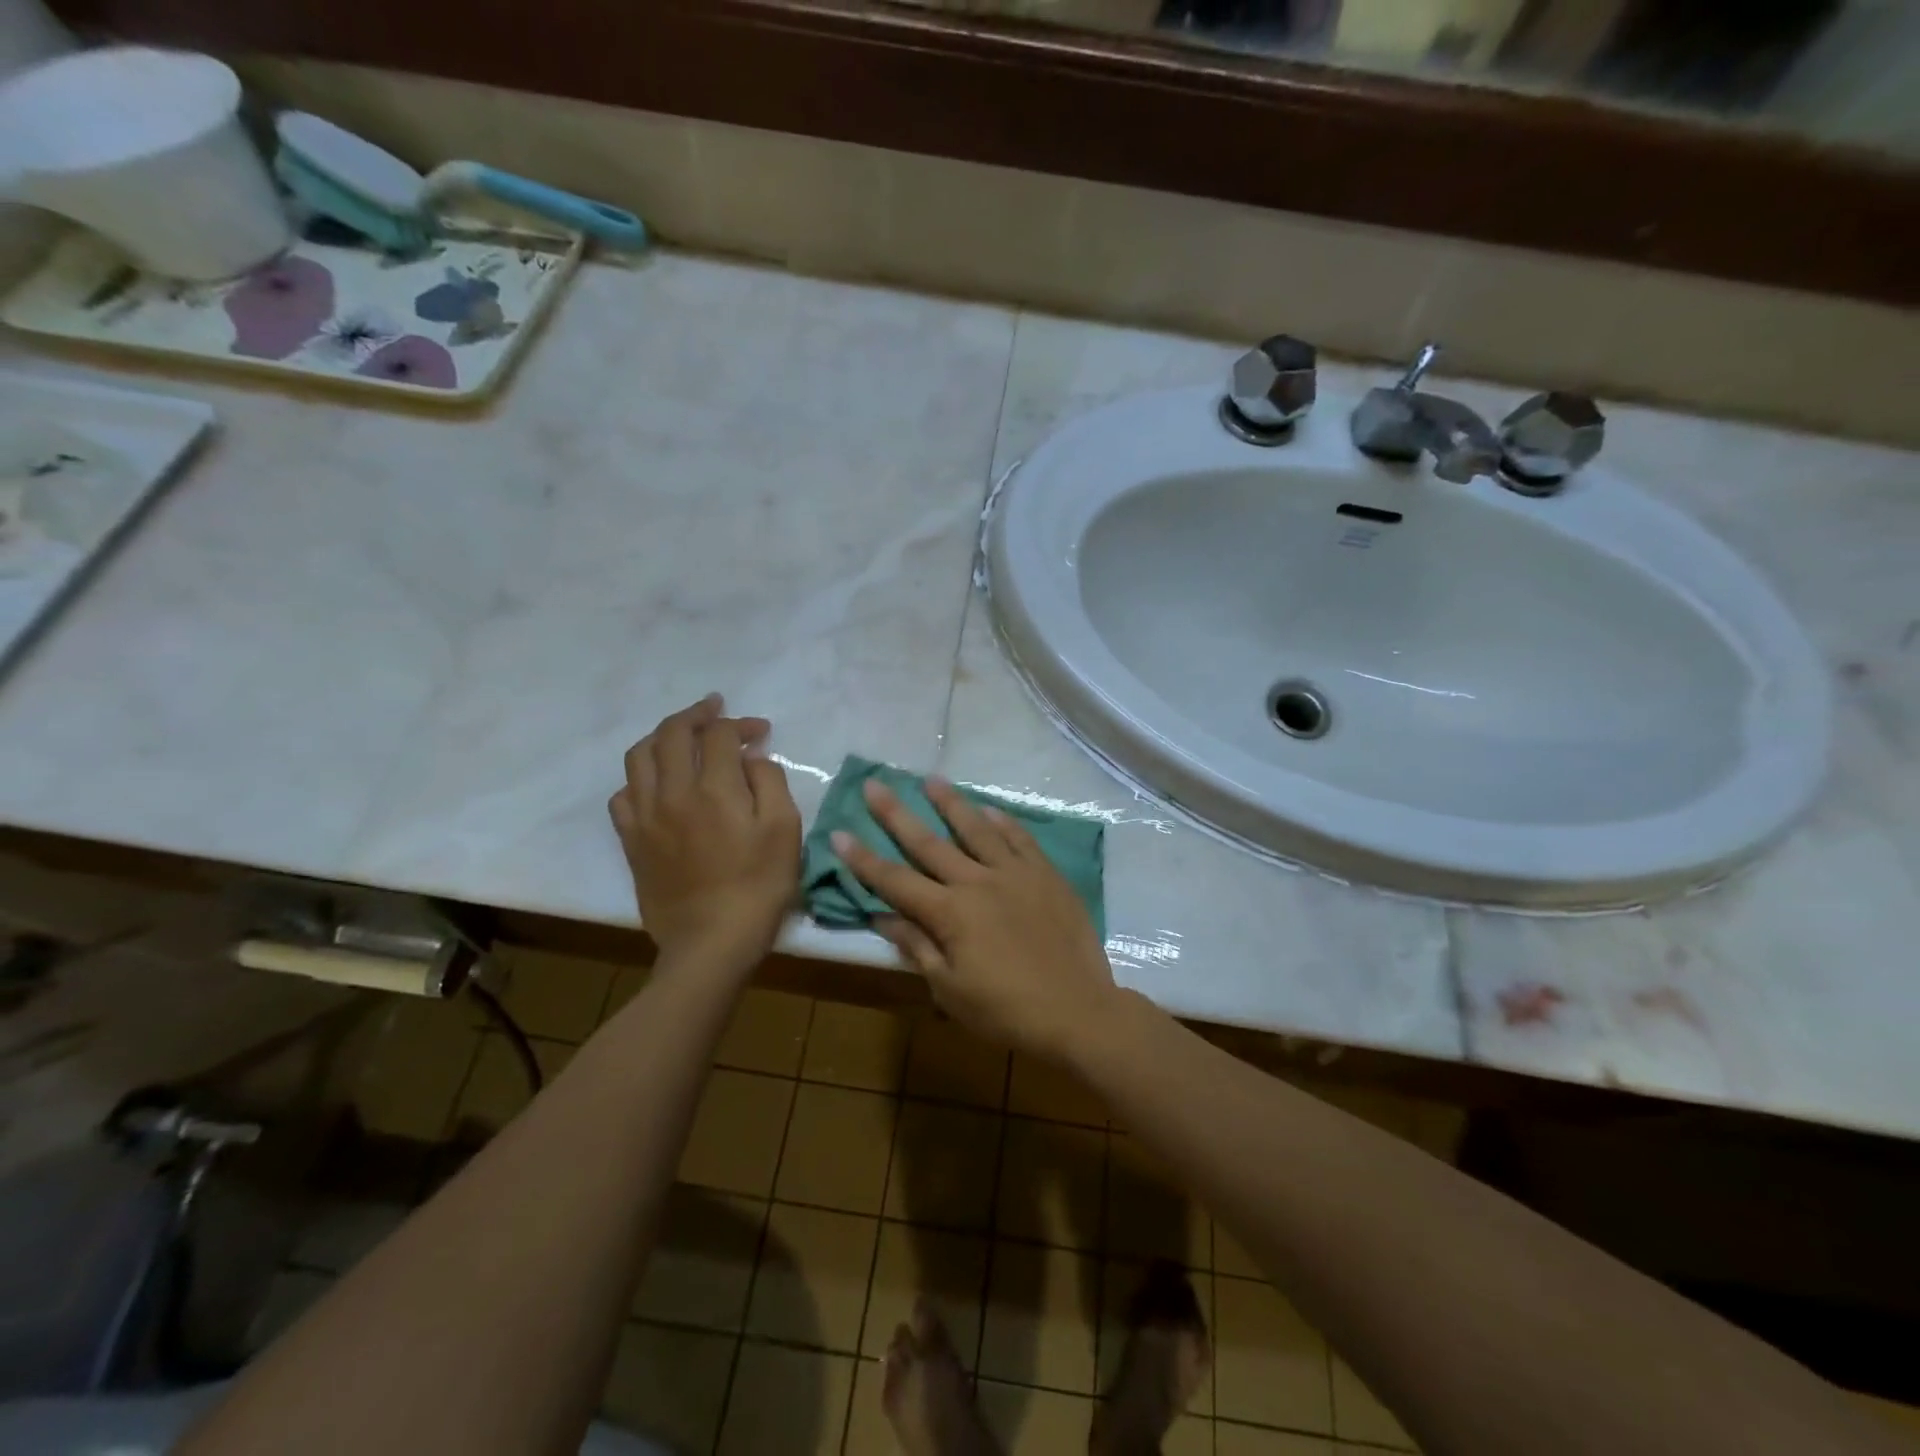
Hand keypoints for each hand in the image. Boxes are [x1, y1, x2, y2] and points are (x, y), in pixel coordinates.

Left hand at [610, 694, 800, 972]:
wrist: (711, 942)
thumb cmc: (759, 887)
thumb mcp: (785, 830)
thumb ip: (770, 782)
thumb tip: (751, 757)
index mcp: (713, 789)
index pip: (719, 734)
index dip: (740, 724)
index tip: (760, 732)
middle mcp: (672, 793)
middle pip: (671, 733)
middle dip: (696, 714)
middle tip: (715, 709)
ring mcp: (645, 817)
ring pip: (638, 756)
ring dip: (661, 736)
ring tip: (681, 735)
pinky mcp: (631, 841)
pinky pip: (623, 794)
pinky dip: (640, 777)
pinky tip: (657, 783)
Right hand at [831, 777, 1117, 1062]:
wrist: (1077, 1011)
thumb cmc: (1006, 1010)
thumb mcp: (950, 989)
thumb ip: (917, 946)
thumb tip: (882, 916)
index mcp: (950, 913)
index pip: (895, 880)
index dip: (864, 859)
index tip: (840, 833)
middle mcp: (977, 882)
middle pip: (929, 843)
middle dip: (896, 814)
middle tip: (875, 784)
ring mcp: (1015, 873)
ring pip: (976, 829)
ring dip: (951, 803)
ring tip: (931, 779)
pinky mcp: (1046, 875)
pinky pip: (1020, 839)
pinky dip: (1003, 821)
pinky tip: (989, 809)